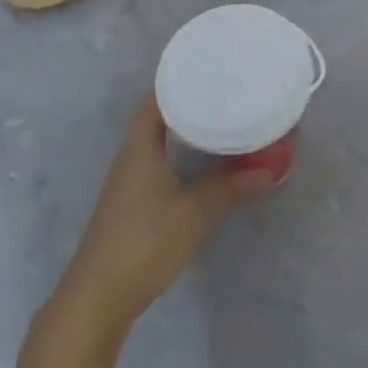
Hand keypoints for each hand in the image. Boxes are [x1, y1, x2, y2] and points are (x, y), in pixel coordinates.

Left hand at [59, 96, 271, 335]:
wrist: (98, 298)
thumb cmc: (144, 243)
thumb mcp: (193, 214)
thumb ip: (229, 189)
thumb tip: (268, 172)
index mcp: (139, 148)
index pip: (154, 100)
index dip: (176, 80)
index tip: (206, 68)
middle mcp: (130, 158)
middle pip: (156, 118)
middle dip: (187, 103)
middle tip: (223, 93)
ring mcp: (127, 183)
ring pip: (158, 143)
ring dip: (184, 131)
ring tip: (220, 122)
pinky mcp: (131, 205)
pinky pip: (158, 164)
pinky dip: (179, 156)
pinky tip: (201, 164)